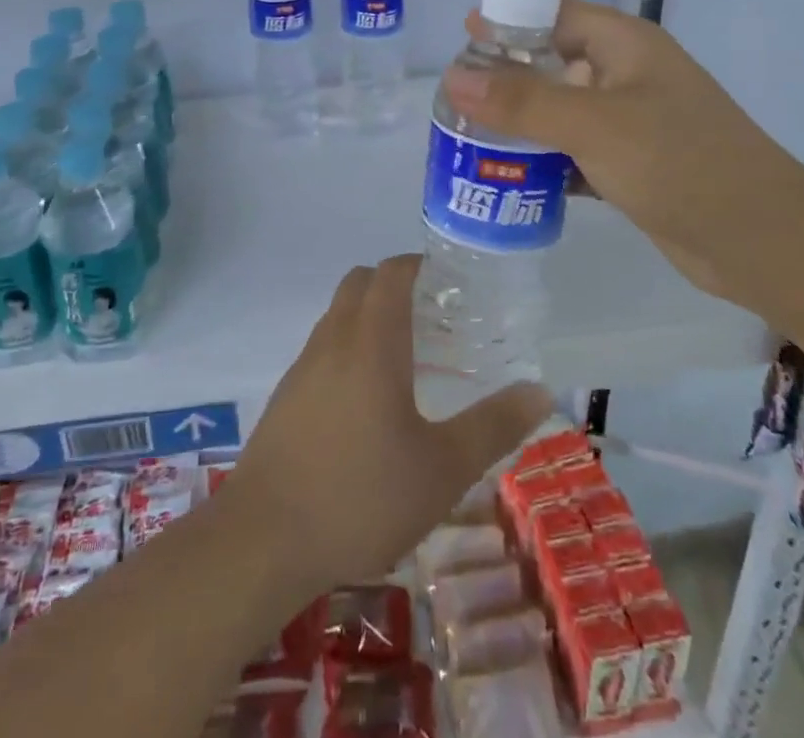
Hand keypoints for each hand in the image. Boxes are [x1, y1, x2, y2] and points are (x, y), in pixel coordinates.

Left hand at [224, 256, 549, 593]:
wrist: (264, 539)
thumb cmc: (362, 495)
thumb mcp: (443, 469)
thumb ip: (493, 425)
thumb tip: (540, 390)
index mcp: (372, 341)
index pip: (392, 272)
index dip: (420, 264)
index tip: (451, 282)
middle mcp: (334, 339)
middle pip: (360, 282)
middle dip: (395, 285)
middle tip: (435, 318)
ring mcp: (303, 366)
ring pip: (338, 315)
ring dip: (369, 317)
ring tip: (408, 360)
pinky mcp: (286, 395)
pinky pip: (323, 348)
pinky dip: (349, 349)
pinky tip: (369, 403)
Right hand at [441, 0, 803, 306]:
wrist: (765, 243)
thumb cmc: (682, 163)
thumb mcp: (595, 125)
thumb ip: (522, 101)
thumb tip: (452, 76)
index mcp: (623, 45)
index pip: (552, 15)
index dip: (506, 22)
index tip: (459, 42)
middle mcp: (625, 75)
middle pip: (550, 63)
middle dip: (503, 79)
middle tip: (452, 99)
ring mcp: (630, 121)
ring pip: (559, 110)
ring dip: (519, 124)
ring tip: (466, 139)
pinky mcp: (631, 164)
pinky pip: (573, 151)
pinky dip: (543, 160)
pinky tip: (507, 179)